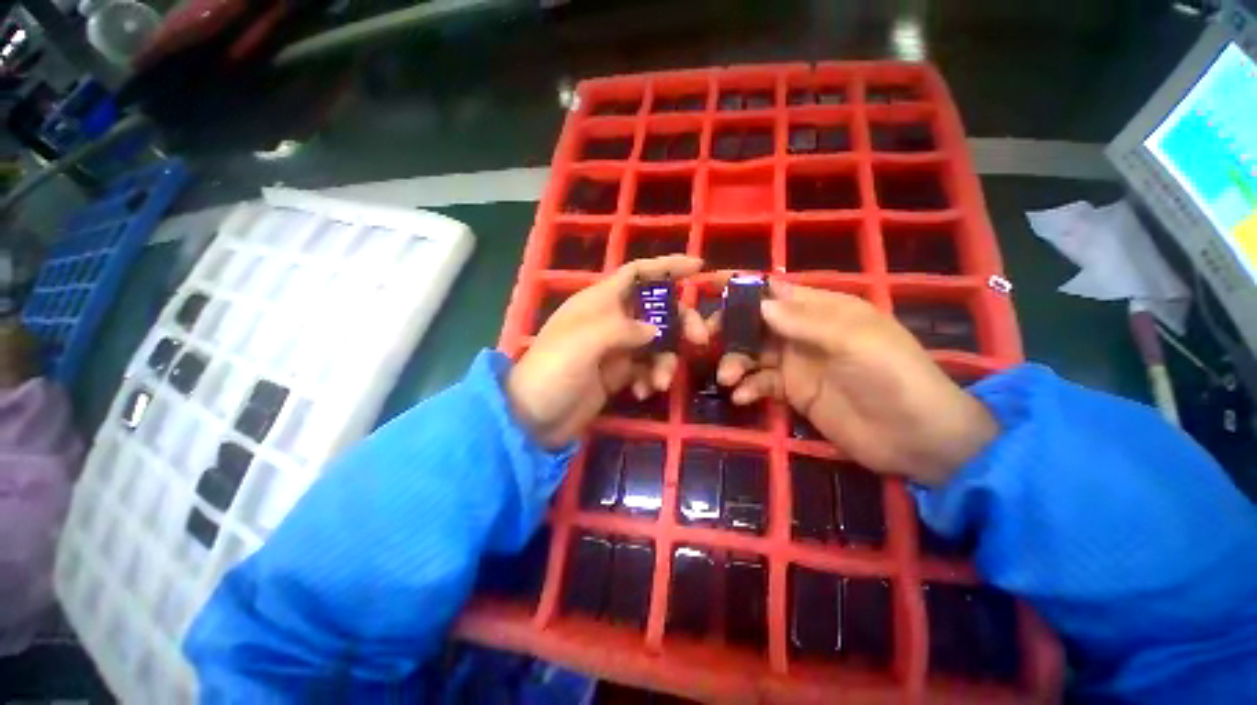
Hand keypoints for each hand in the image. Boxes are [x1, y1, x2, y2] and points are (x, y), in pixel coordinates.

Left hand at [507, 255, 708, 447]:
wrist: (534, 418)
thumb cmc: (554, 370)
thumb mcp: (585, 341)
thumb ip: (624, 329)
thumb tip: (656, 330)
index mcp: (599, 301)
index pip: (636, 273)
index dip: (666, 266)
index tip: (698, 268)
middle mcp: (611, 320)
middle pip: (656, 310)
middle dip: (680, 322)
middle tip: (699, 340)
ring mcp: (616, 348)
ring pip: (656, 343)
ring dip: (665, 361)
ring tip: (660, 383)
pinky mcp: (618, 374)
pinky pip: (646, 368)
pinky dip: (650, 378)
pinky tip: (642, 393)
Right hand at [713, 280, 996, 483]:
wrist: (915, 438)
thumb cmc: (892, 376)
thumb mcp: (853, 340)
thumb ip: (804, 321)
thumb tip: (760, 303)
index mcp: (821, 309)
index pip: (775, 289)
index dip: (742, 287)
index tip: (707, 286)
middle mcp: (803, 332)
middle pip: (754, 322)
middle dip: (728, 328)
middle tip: (704, 339)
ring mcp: (796, 363)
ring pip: (752, 354)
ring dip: (734, 362)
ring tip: (728, 378)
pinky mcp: (792, 392)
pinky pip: (761, 384)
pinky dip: (748, 388)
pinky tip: (742, 397)